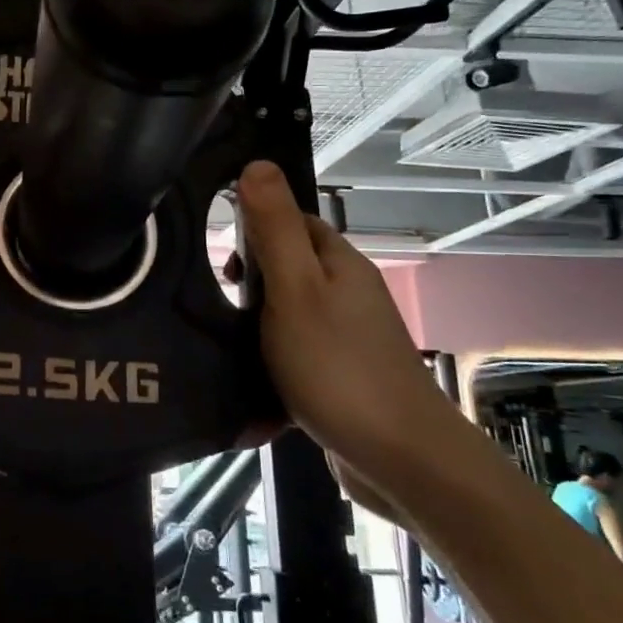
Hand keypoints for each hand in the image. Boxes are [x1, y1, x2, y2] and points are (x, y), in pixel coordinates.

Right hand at [235, 160, 462, 513]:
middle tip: (223, 308)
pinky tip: (251, 391)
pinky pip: (295, 359)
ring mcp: (346, 338)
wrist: (399, 458)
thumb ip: (274, 228)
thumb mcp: (295, 288)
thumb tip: (258, 163)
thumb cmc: (337, 365)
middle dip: (249, 284)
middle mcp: (347, 294)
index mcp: (338, 264)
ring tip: (228, 349)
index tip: (223, 263)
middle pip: (287, 269)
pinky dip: (270, 369)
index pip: (291, 222)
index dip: (253, 230)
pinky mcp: (340, 378)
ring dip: (254, 329)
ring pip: (286, 316)